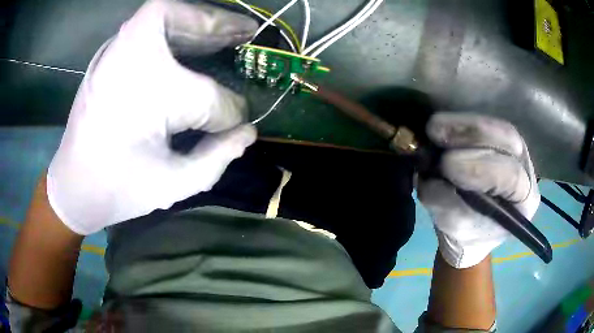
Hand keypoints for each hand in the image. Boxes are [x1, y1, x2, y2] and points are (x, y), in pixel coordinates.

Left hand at [47, 0, 258, 234]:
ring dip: (200, 24)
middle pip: (184, 22)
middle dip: (221, 26)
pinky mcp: (109, 57)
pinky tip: (191, 46)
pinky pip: (148, 29)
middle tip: (249, 33)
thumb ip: (217, 156)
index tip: (236, 122)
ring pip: (165, 16)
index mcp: (145, 88)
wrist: (73, 189)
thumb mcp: (173, 183)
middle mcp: (128, 54)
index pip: (203, 93)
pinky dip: (175, 31)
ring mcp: (114, 51)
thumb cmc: (118, 188)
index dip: (225, 109)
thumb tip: (248, 131)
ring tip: (228, 34)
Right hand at [418, 113, 540, 268]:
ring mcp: (518, 152)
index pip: (511, 177)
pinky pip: (488, 124)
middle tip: (435, 133)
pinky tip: (445, 126)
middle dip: (472, 134)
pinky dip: (464, 123)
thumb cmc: (468, 237)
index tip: (445, 164)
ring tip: (434, 127)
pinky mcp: (503, 141)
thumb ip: (446, 204)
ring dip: (465, 124)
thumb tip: (431, 176)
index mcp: (524, 203)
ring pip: (498, 127)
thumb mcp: (455, 229)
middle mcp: (528, 171)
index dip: (479, 168)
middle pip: (510, 140)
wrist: (473, 231)